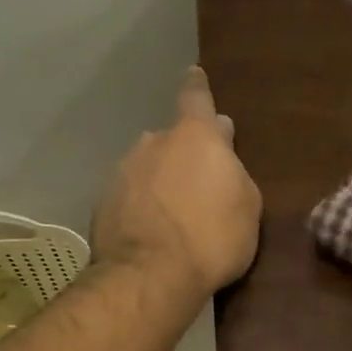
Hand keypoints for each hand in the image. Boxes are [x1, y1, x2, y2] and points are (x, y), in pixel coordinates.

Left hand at [92, 67, 260, 299]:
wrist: (151, 275)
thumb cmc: (213, 238)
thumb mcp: (247, 207)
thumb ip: (235, 174)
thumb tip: (223, 149)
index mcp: (195, 138)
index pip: (196, 98)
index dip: (198, 88)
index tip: (195, 75)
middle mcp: (154, 143)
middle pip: (172, 139)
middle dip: (184, 154)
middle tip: (199, 181)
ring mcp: (123, 171)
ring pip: (148, 168)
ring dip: (161, 182)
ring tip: (175, 213)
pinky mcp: (104, 203)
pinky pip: (131, 197)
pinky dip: (142, 207)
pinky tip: (153, 232)